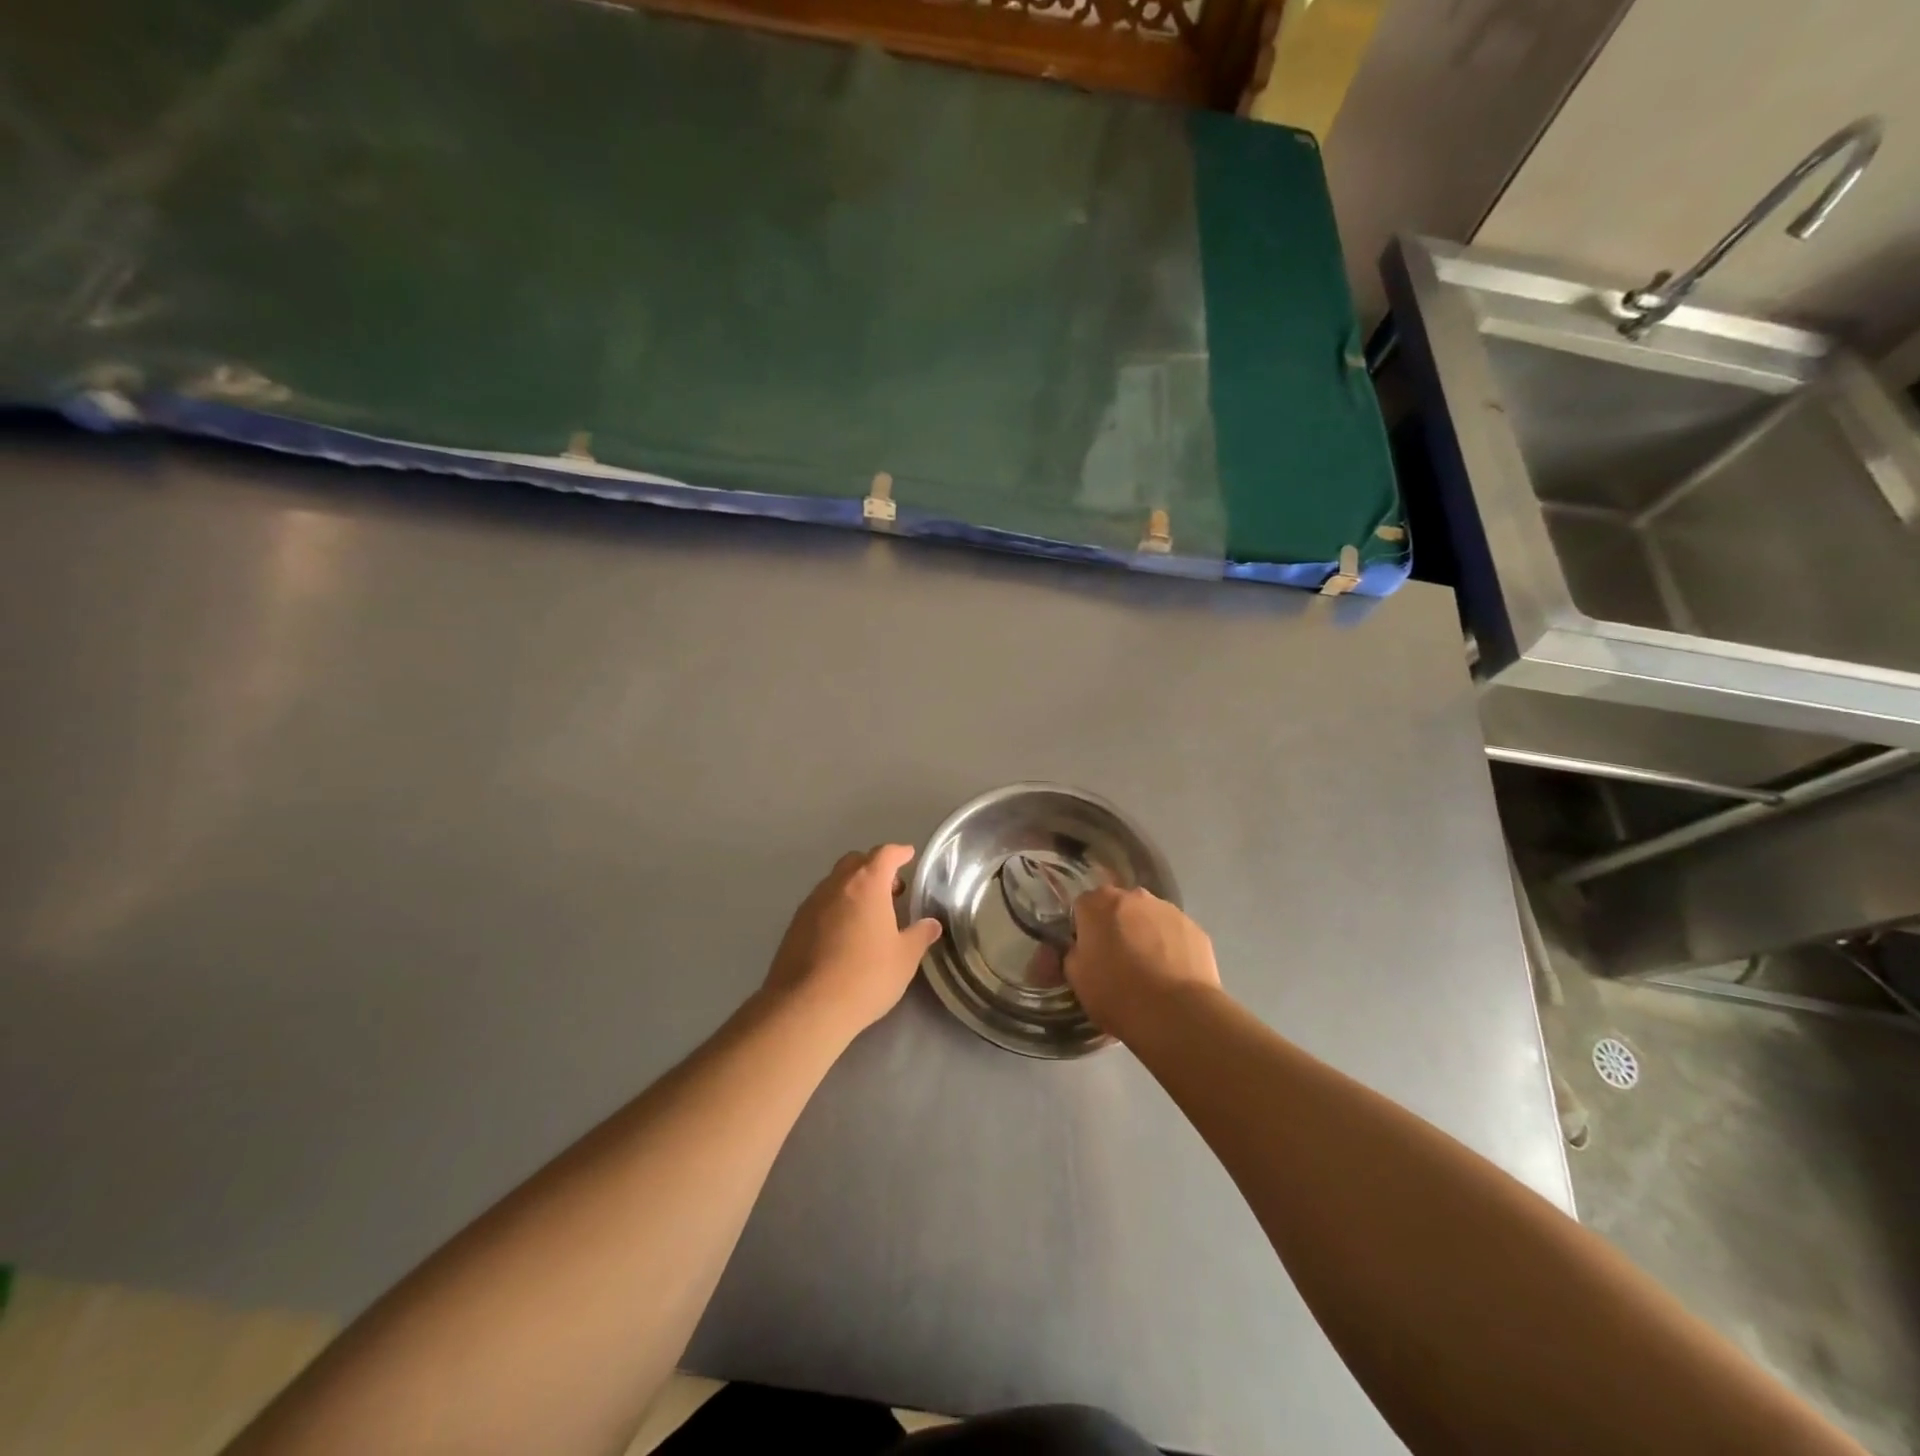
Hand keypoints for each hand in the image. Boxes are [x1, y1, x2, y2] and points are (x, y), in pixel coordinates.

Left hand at [763, 845, 942, 1041]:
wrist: (806, 1007)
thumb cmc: (865, 976)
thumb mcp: (904, 958)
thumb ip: (919, 936)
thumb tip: (931, 924)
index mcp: (867, 884)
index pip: (884, 854)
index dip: (899, 852)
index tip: (909, 855)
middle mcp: (836, 885)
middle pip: (856, 862)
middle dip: (874, 868)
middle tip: (891, 889)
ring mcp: (811, 903)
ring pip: (835, 882)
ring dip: (853, 888)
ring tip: (869, 913)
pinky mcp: (794, 925)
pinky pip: (820, 904)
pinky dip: (836, 907)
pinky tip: (844, 933)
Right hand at [1064, 886, 1220, 1039]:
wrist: (1177, 1014)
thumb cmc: (1117, 994)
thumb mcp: (1076, 978)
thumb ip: (1072, 953)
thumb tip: (1078, 949)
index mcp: (1098, 903)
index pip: (1082, 906)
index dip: (1083, 929)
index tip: (1088, 953)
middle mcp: (1133, 896)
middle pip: (1118, 907)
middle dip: (1115, 927)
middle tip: (1117, 961)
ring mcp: (1168, 909)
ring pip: (1148, 918)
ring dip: (1144, 934)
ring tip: (1149, 971)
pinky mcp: (1194, 928)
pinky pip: (1174, 933)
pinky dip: (1170, 947)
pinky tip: (1171, 975)